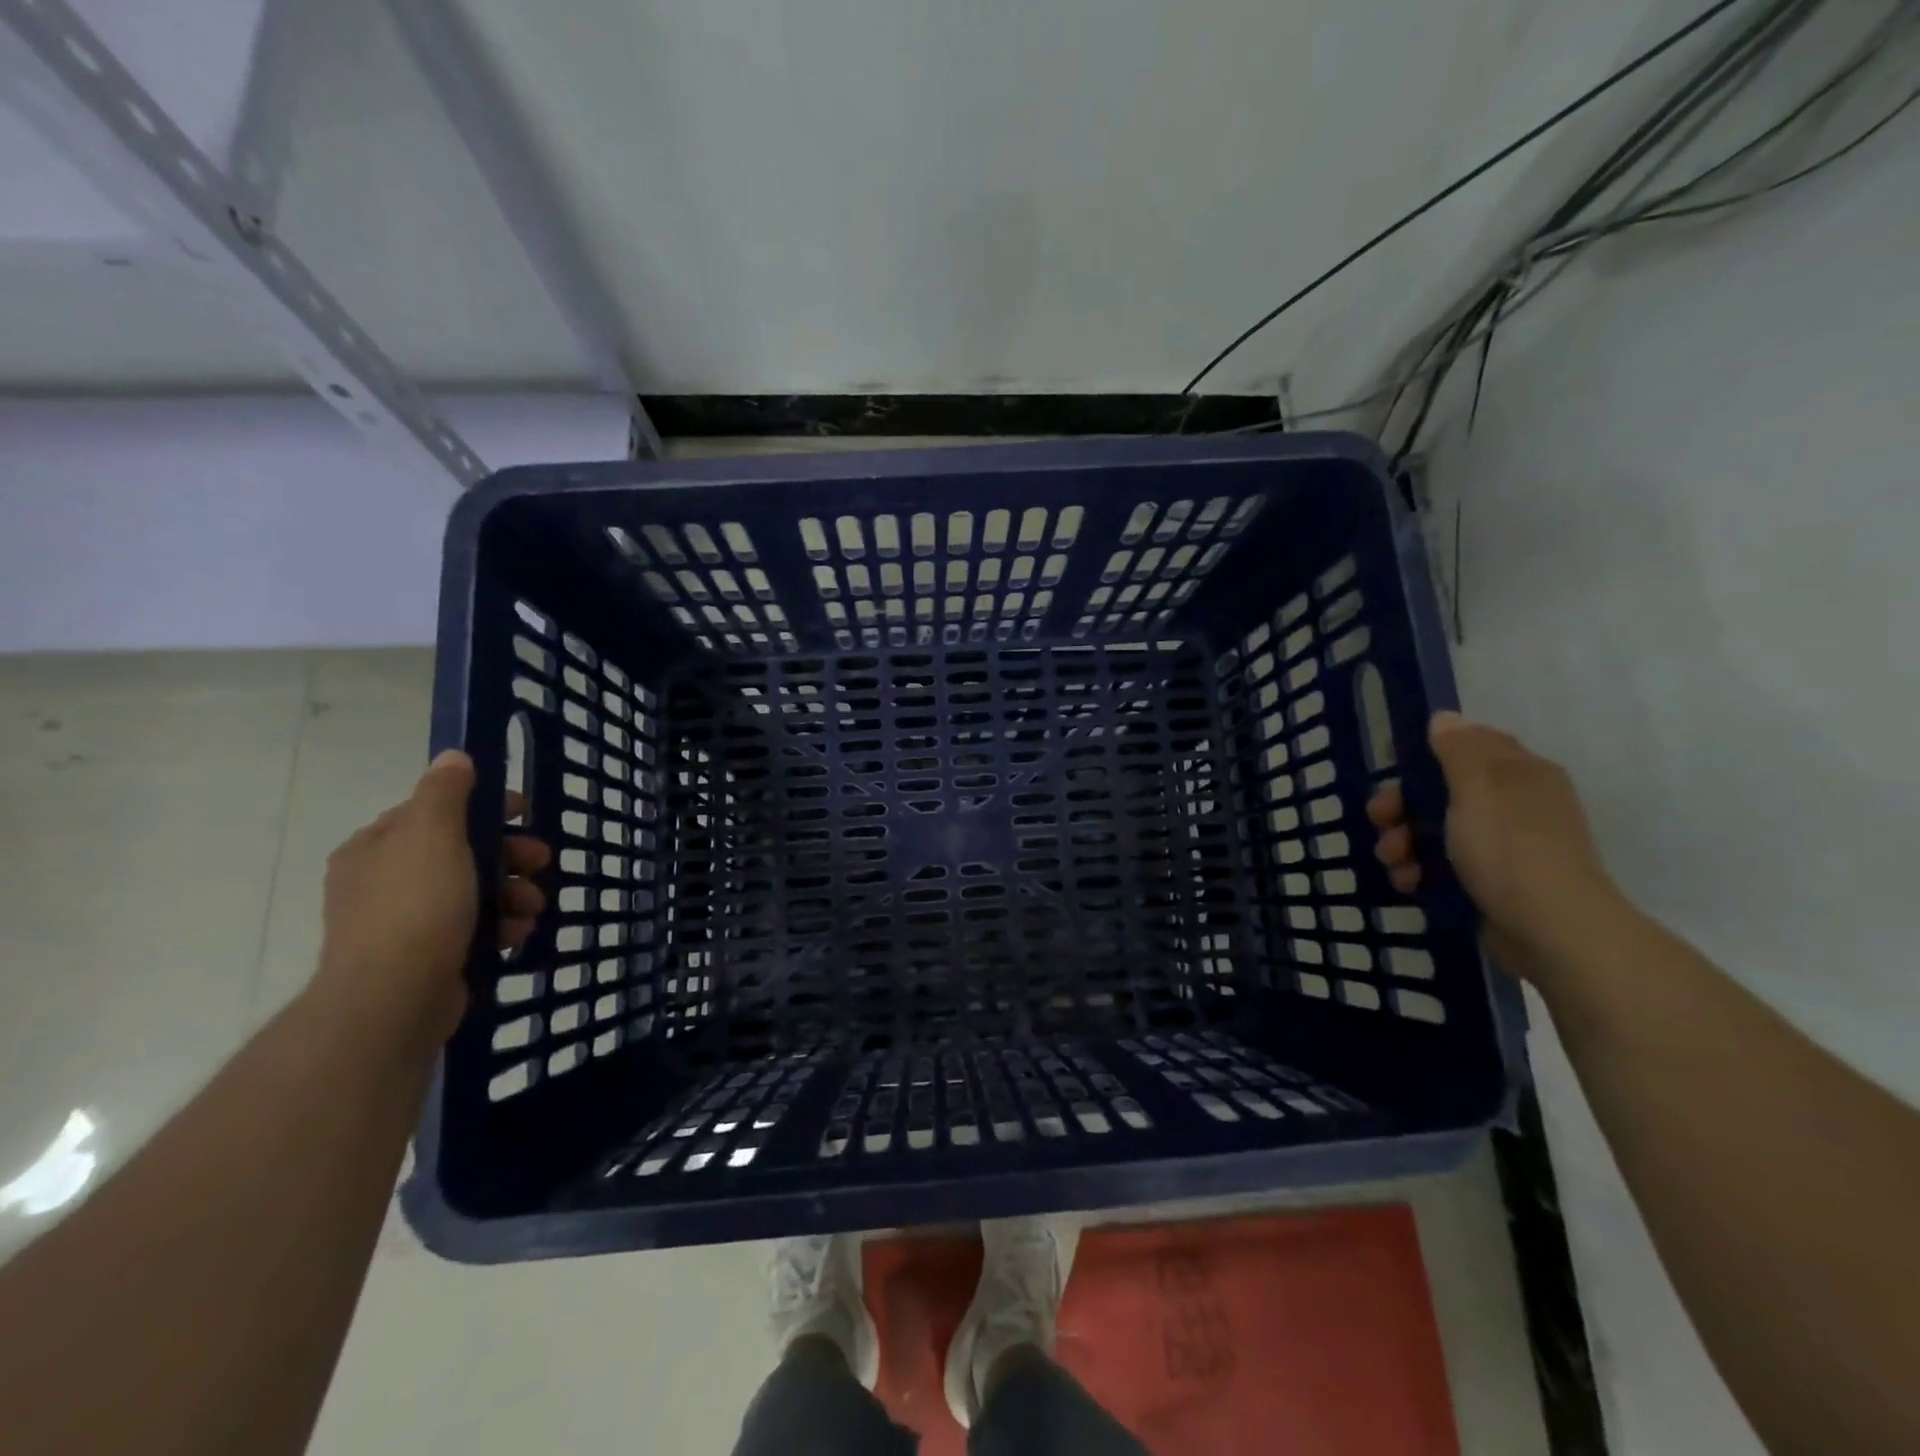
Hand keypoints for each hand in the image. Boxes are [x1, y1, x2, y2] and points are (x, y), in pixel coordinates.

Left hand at [310, 750, 549, 1051]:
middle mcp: (385, 881)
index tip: (525, 813)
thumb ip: (445, 792)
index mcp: (378, 847)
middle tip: (541, 863)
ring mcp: (405, 923)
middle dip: (510, 856)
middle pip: (463, 853)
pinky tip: (516, 935)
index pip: (436, 812)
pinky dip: (500, 927)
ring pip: (475, 892)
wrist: (394, 999)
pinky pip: (475, 929)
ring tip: (532, 908)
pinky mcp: (428, 957)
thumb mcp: (432, 834)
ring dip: (513, 894)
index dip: (485, 807)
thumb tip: (453, 757)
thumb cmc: (416, 906)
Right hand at [1369, 712, 1624, 977]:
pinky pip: (1444, 863)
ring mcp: (1504, 845)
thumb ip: (1458, 749)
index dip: (1424, 753)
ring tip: (1393, 861)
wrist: (1551, 930)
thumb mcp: (1477, 787)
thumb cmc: (1509, 848)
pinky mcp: (1492, 881)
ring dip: (1404, 840)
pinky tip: (1409, 881)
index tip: (1390, 768)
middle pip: (1442, 789)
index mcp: (1518, 773)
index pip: (1466, 745)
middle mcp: (1514, 803)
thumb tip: (1445, 719)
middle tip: (1380, 820)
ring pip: (1436, 829)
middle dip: (1402, 804)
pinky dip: (1421, 868)